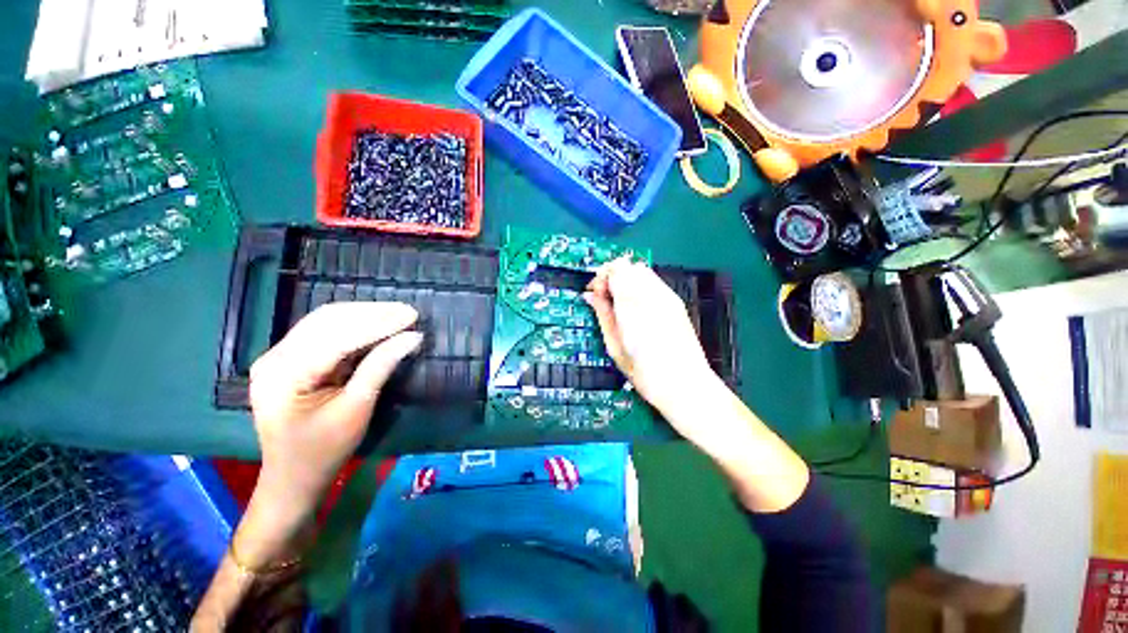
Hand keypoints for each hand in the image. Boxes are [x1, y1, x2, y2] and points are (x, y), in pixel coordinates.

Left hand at [248, 302, 422, 518]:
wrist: (293, 478)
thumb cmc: (324, 450)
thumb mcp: (357, 409)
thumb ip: (381, 367)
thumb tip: (412, 337)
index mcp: (284, 374)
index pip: (337, 337)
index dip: (378, 324)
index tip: (412, 316)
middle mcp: (275, 357)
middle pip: (327, 320)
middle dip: (372, 313)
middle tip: (408, 312)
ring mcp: (279, 357)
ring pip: (326, 321)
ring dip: (365, 316)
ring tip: (398, 314)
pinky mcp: (290, 360)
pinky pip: (325, 333)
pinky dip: (355, 327)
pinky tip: (378, 325)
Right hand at [586, 261, 809, 512]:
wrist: (686, 386)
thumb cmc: (645, 374)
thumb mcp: (615, 347)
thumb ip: (602, 315)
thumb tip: (590, 296)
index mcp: (633, 306)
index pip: (615, 270)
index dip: (601, 278)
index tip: (594, 295)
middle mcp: (652, 295)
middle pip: (629, 266)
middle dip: (613, 276)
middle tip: (605, 298)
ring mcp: (668, 297)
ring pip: (642, 271)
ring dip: (626, 280)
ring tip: (620, 304)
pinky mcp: (676, 303)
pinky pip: (653, 282)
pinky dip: (640, 286)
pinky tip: (637, 308)